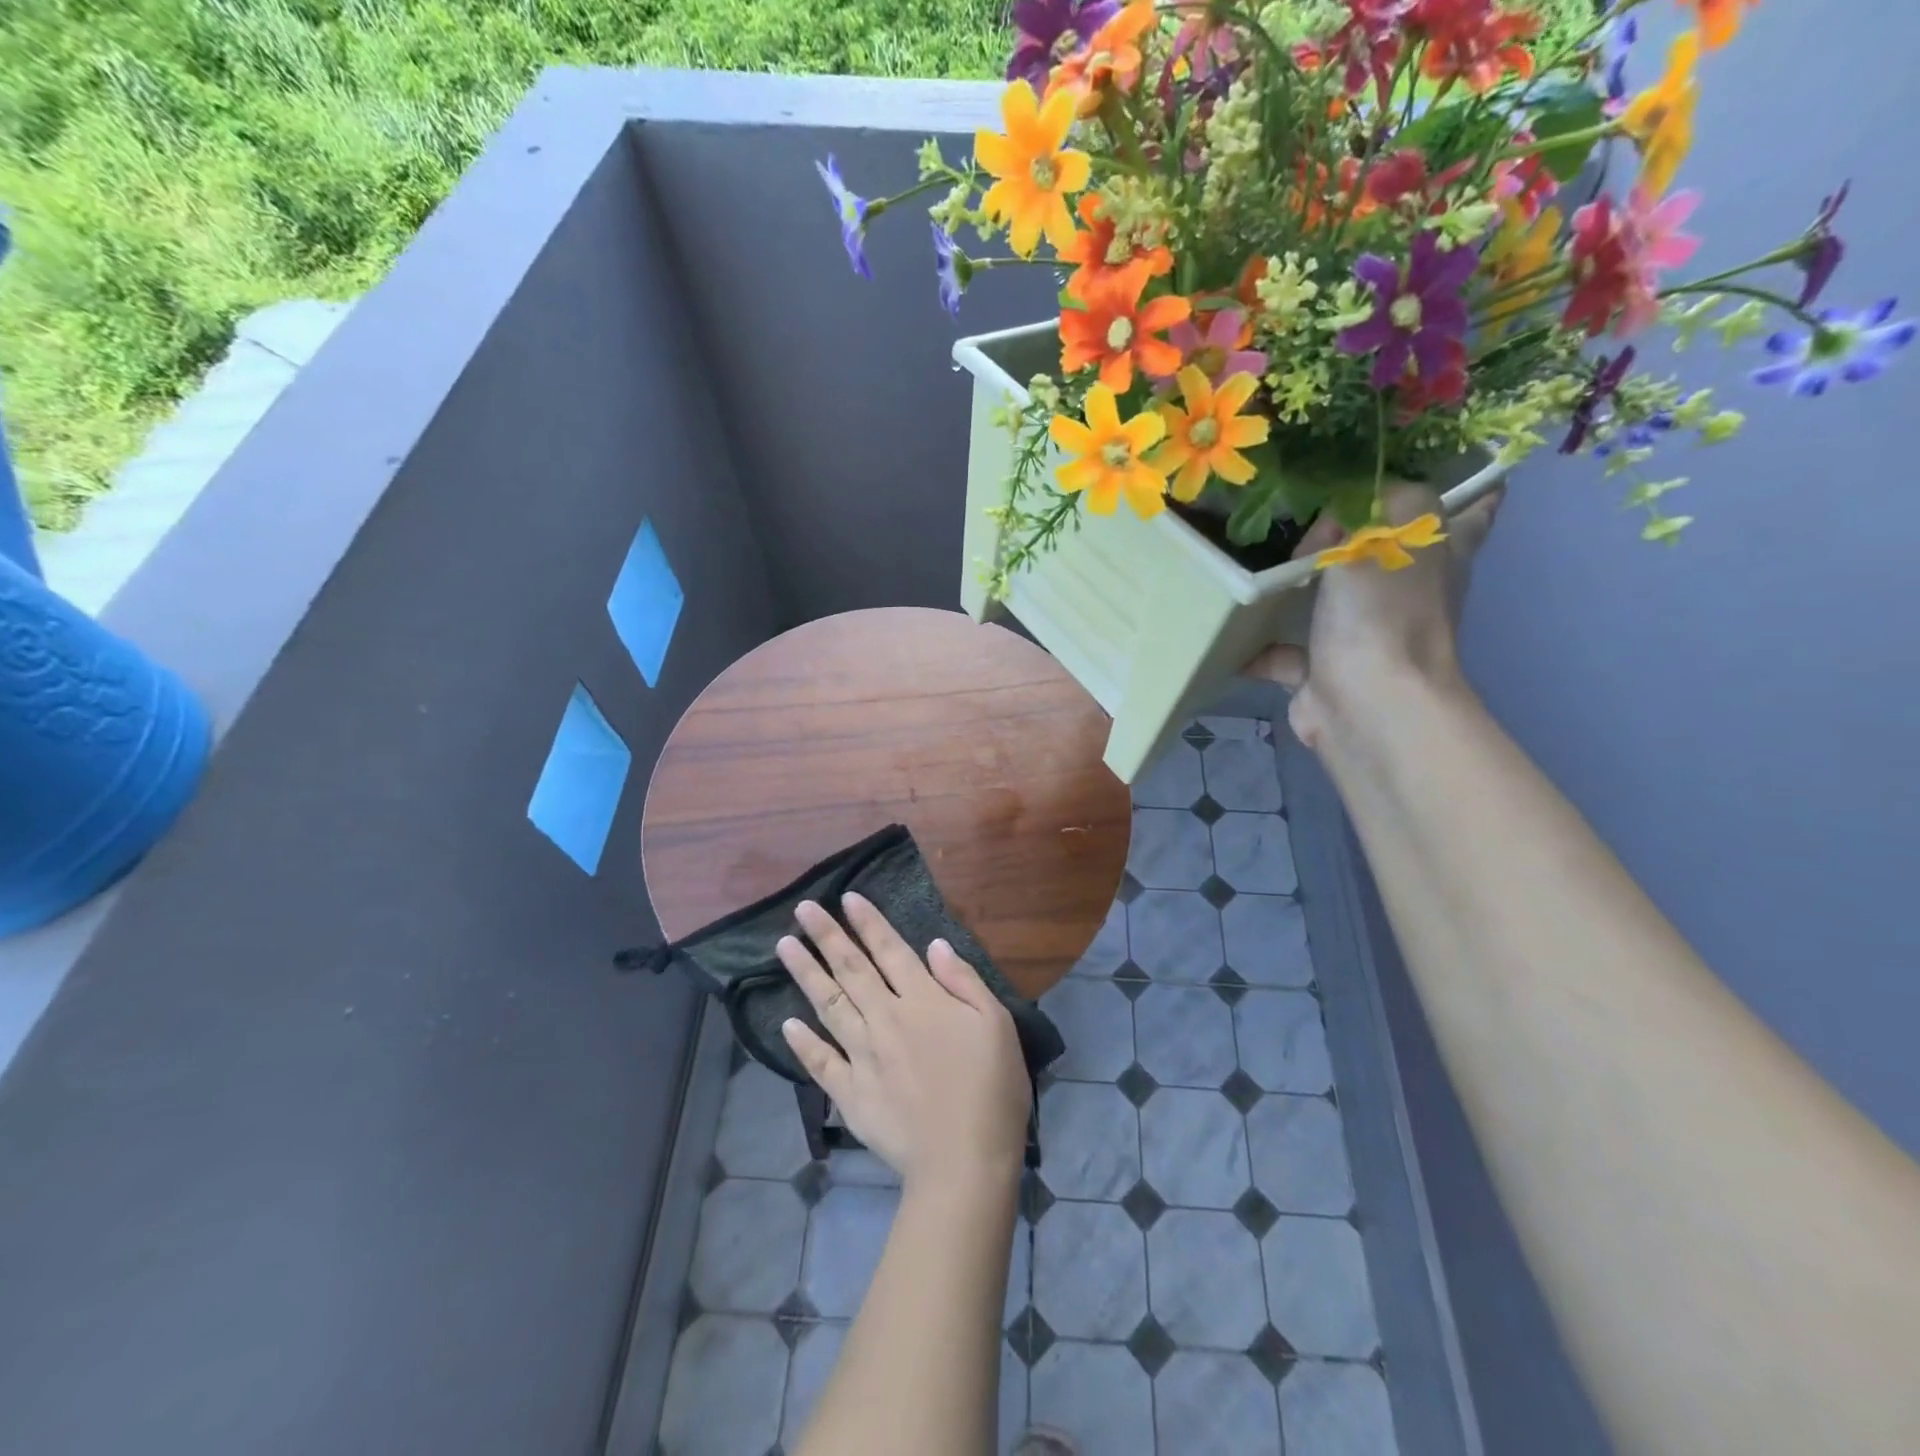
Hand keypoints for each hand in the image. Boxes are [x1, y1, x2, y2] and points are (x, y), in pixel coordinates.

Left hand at [776, 895, 1030, 1192]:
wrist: (965, 1160)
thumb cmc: (992, 1089)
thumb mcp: (996, 1024)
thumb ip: (963, 981)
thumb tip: (934, 944)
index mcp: (923, 1001)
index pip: (889, 950)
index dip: (868, 922)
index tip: (846, 898)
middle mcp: (886, 1019)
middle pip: (851, 969)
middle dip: (826, 935)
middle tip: (802, 909)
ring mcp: (863, 1056)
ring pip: (829, 1005)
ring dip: (805, 973)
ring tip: (783, 947)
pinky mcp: (851, 1094)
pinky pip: (821, 1063)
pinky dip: (803, 1043)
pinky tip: (787, 1025)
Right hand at [1245, 483, 1501, 750]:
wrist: (1365, 701)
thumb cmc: (1384, 612)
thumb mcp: (1385, 535)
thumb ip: (1370, 507)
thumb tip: (1339, 520)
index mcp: (1438, 554)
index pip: (1470, 511)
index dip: (1469, 489)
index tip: (1453, 471)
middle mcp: (1408, 594)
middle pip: (1391, 554)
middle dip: (1359, 535)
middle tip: (1317, 513)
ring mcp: (1365, 635)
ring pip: (1334, 600)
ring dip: (1301, 586)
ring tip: (1263, 561)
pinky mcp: (1325, 669)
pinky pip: (1287, 649)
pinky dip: (1261, 645)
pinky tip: (1233, 629)